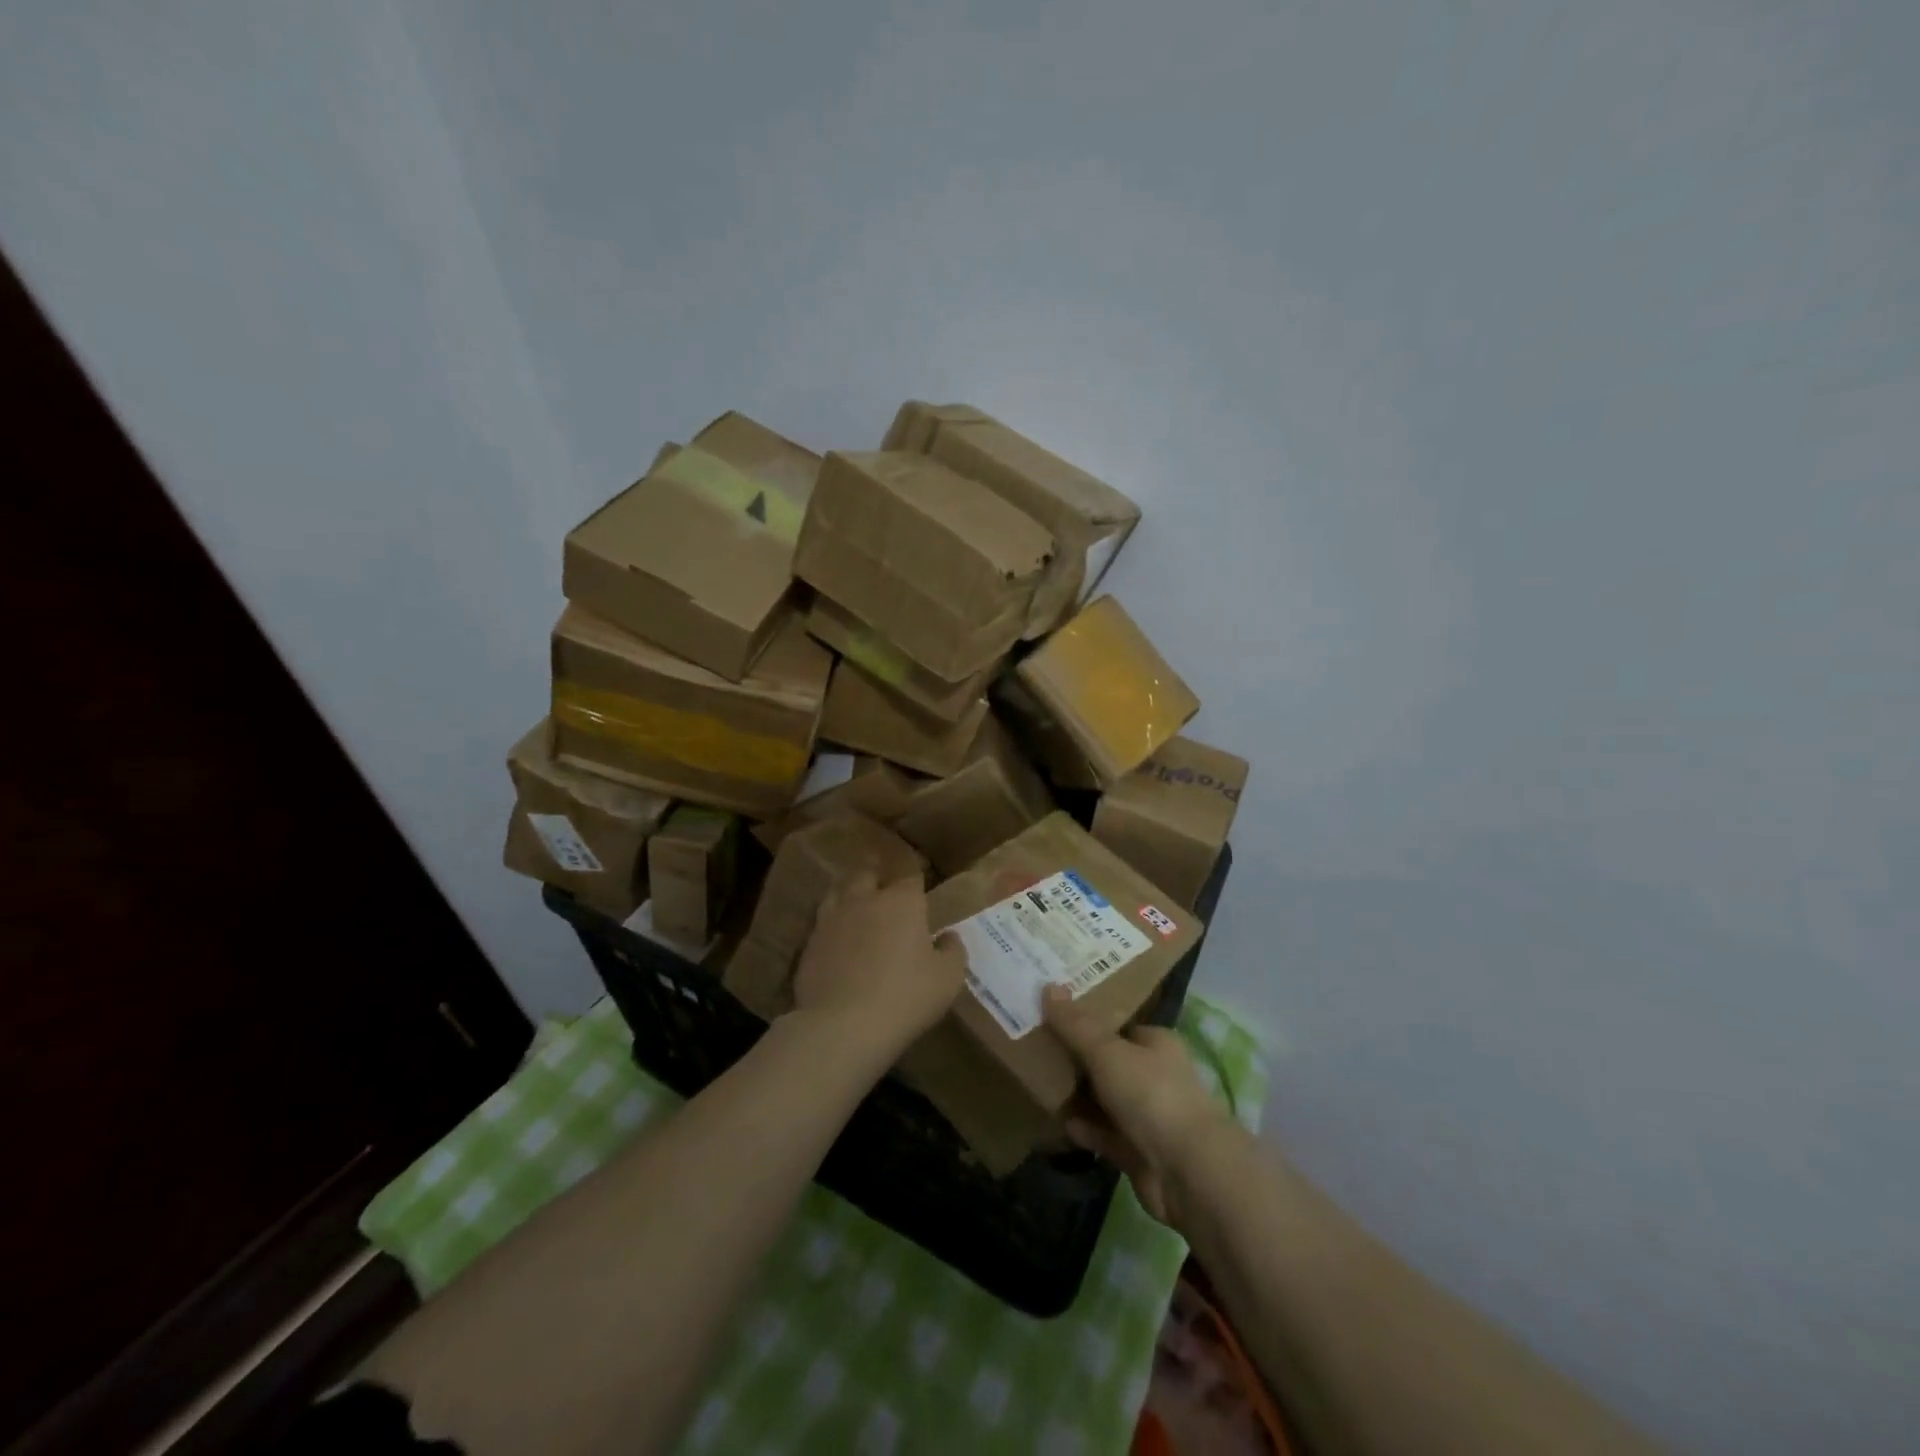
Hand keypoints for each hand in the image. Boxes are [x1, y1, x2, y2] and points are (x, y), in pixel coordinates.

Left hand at [792, 872, 967, 1061]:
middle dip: (878, 878)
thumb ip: (953, 951)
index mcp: (901, 902)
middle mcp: (864, 900)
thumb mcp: (947, 979)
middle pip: (868, 874)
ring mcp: (832, 920)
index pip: (910, 874)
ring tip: (857, 907)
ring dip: (850, 896)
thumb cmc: (905, 997)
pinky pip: (822, 924)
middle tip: (886, 890)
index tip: (920, 880)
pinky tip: (837, 941)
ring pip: (839, 892)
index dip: (916, 875)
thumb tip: (948, 936)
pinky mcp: (809, 944)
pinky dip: (832, 926)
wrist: (842, 1026)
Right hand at [1043, 986, 1230, 1226]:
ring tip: (1038, 1084)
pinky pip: (1104, 1134)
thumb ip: (1076, 1024)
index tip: (1054, 1016)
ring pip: (1106, 1100)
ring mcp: (1148, 1116)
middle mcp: (1156, 1076)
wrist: (1186, 1171)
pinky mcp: (1138, 1152)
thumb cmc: (1150, 1094)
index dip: (1089, 1020)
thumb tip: (1048, 986)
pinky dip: (1085, 1129)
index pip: (1120, 1025)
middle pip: (1110, 1062)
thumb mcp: (1107, 1051)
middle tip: (1037, 1048)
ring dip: (1078, 1096)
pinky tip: (1058, 1123)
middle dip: (1078, 1059)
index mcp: (1157, 1043)